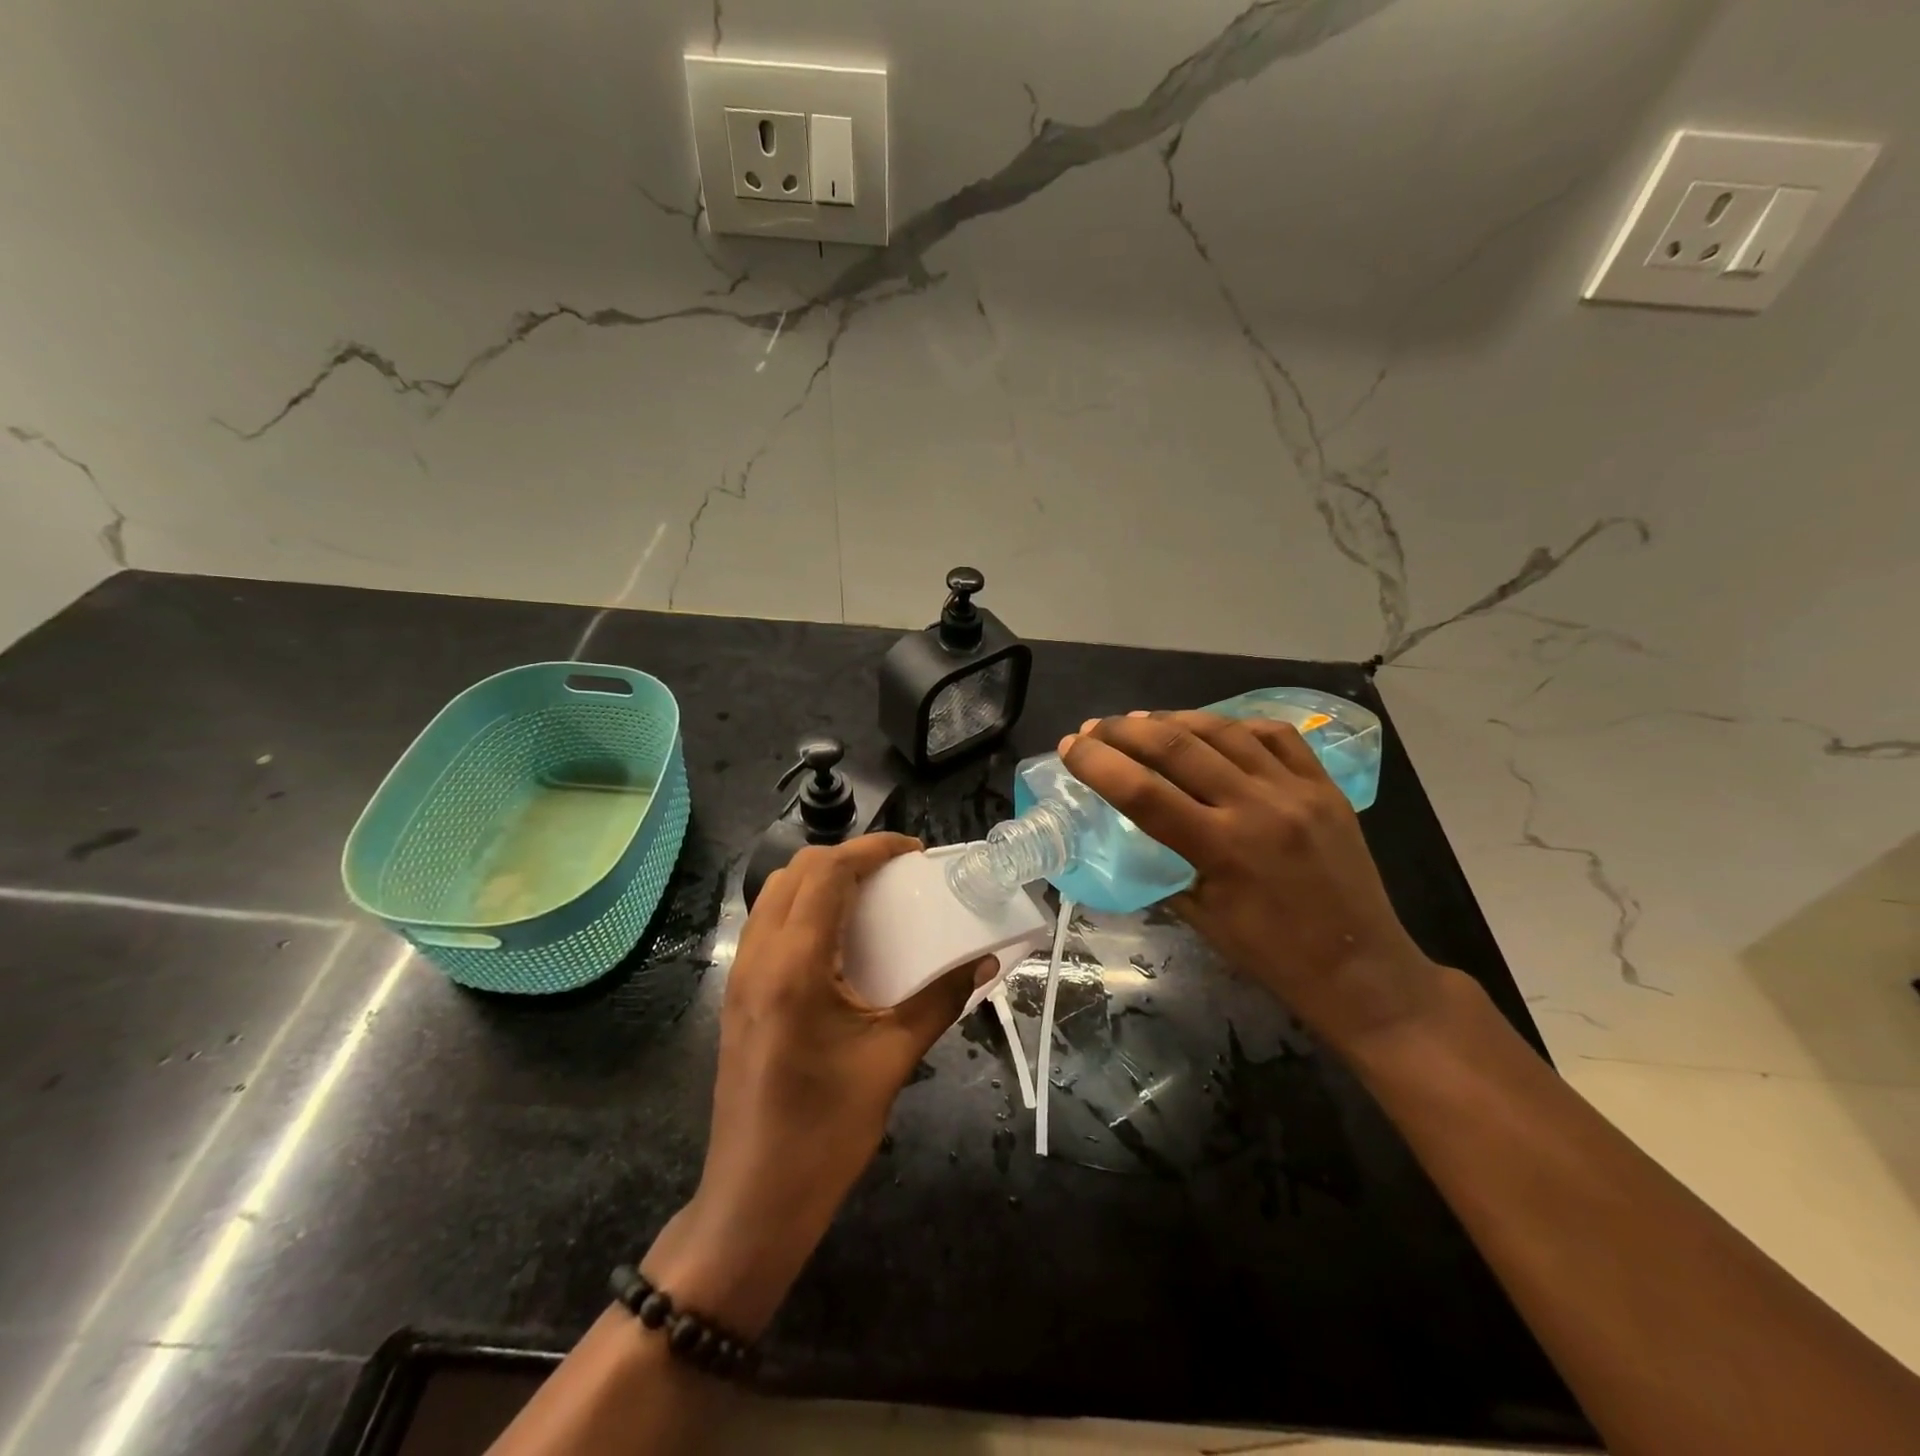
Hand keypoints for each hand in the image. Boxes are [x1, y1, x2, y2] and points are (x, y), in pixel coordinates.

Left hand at [642, 834, 983, 1338]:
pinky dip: (803, 908)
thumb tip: (983, 961)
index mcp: (795, 966)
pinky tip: (839, 939)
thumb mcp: (892, 1061)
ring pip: (776, 894)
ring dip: (821, 879)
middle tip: (895, 873)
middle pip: (797, 871)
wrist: (753, 1202)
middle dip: (847, 857)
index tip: (913, 851)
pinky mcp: (737, 996)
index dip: (872, 848)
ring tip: (870, 896)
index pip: (828, 873)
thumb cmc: (826, 1133)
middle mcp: (759, 957)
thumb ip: (939, 1000)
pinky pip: (768, 925)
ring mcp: (740, 976)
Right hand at [1062, 711, 1447, 1052]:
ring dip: (1174, 719)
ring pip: (1224, 729)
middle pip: (1176, 745)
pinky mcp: (1326, 785)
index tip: (1070, 747)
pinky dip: (1234, 724)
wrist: (1362, 969)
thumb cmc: (1271, 955)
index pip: (1142, 791)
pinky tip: (1212, 728)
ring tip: (1142, 721)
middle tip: (1097, 728)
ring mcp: (1297, 789)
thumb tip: (1134, 829)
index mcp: (1221, 848)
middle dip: (1125, 730)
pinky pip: (1276, 734)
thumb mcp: (1200, 916)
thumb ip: (1164, 864)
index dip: (1097, 763)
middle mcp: (1257, 806)